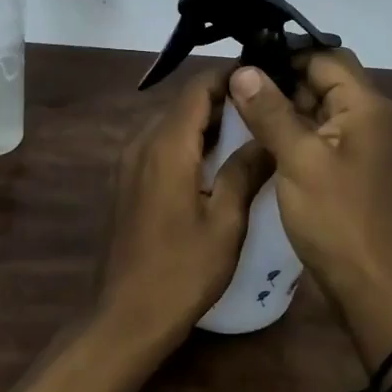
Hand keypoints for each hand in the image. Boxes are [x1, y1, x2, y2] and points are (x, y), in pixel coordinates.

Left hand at [99, 70, 274, 341]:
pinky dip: (185, 142)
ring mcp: (126, 163)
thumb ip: (245, 171)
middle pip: (182, 103)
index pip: (197, 88)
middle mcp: (140, 144)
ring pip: (169, 123)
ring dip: (203, 121)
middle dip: (221, 98)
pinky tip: (211, 162)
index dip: (230, 76)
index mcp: (166, 146)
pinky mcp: (123, 182)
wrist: (126, 316)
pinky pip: (157, 145)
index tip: (263, 77)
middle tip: (262, 106)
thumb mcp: (225, 222)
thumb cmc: (183, 271)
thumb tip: (268, 137)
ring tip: (245, 130)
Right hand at [226, 51, 391, 320]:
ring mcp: (355, 142)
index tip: (241, 57)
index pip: (323, 55)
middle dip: (280, 77)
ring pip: (315, 105)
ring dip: (282, 103)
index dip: (284, 52)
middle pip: (321, 77)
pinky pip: (314, 132)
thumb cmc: (337, 217)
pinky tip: (255, 134)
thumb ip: (271, 112)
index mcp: (363, 103)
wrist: (370, 283)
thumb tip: (243, 70)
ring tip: (236, 104)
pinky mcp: (343, 166)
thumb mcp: (298, 160)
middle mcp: (364, 114)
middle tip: (233, 83)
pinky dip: (288, 128)